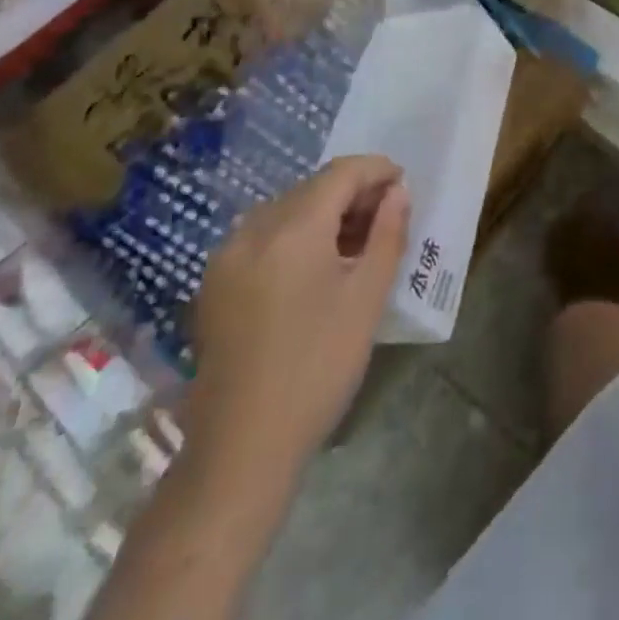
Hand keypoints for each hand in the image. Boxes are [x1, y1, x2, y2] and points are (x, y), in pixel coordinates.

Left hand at [191, 155, 410, 462]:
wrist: (241, 449)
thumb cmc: (318, 367)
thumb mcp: (367, 298)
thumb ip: (387, 234)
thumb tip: (398, 192)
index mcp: (291, 229)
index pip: (340, 173)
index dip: (376, 170)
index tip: (403, 184)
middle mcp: (252, 230)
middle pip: (311, 188)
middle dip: (352, 193)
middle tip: (388, 216)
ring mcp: (226, 257)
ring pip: (285, 210)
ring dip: (324, 213)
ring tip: (358, 242)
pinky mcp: (214, 285)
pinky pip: (262, 237)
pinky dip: (295, 236)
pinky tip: (317, 266)